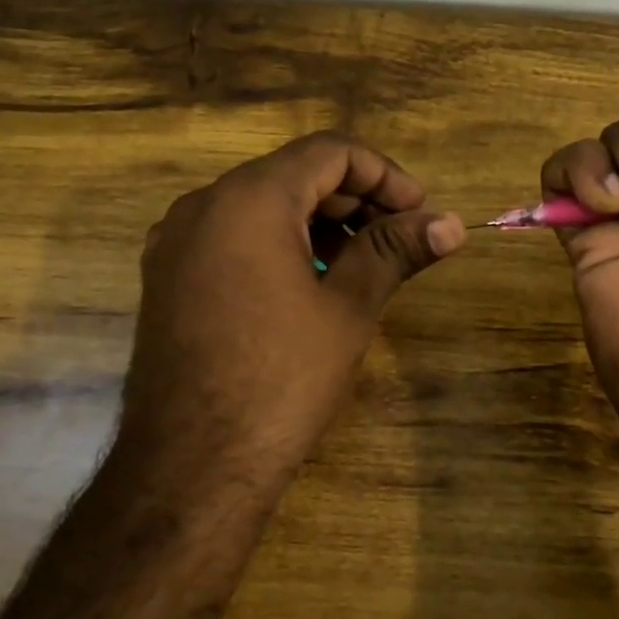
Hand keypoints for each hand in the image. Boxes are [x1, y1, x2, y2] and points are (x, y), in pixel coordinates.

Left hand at [123, 133, 465, 458]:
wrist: (190, 466)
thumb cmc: (280, 380)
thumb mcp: (347, 308)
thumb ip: (395, 251)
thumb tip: (451, 223)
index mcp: (249, 198)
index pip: (329, 152)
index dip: (384, 174)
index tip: (419, 213)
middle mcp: (203, 204)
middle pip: (293, 174)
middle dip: (353, 200)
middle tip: (399, 240)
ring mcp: (176, 242)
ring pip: (260, 206)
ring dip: (316, 222)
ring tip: (360, 264)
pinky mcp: (166, 277)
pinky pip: (230, 237)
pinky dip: (276, 244)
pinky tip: (306, 284)